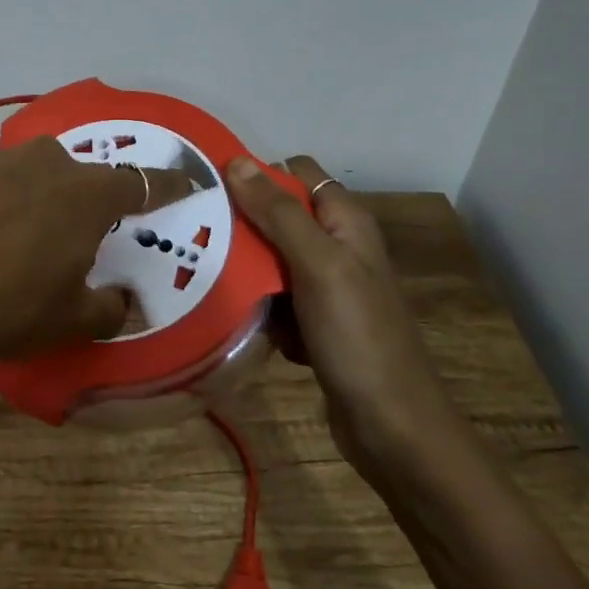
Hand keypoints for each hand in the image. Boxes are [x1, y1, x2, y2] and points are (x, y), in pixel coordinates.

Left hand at [0, 137, 147, 401]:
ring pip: (45, 176)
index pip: (142, 183)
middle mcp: (52, 163)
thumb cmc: (8, 304)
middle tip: (90, 237)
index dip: (167, 185)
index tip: (186, 182)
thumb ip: (108, 308)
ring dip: (51, 200)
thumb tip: (119, 300)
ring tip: (38, 240)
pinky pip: (9, 184)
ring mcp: (5, 163)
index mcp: (89, 193)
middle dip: (95, 202)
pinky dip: (15, 204)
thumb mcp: (71, 320)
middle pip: (87, 177)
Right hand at [225, 155, 459, 474]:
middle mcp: (337, 246)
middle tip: (196, 237)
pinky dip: (259, 307)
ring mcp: (326, 287)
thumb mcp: (318, 265)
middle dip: (241, 225)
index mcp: (345, 221)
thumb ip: (278, 213)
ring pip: (270, 259)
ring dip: (245, 269)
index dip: (256, 175)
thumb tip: (238, 161)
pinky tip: (244, 321)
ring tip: (207, 276)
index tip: (209, 189)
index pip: (294, 174)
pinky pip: (274, 299)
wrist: (392, 427)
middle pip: (277, 217)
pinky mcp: (314, 322)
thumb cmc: (358, 337)